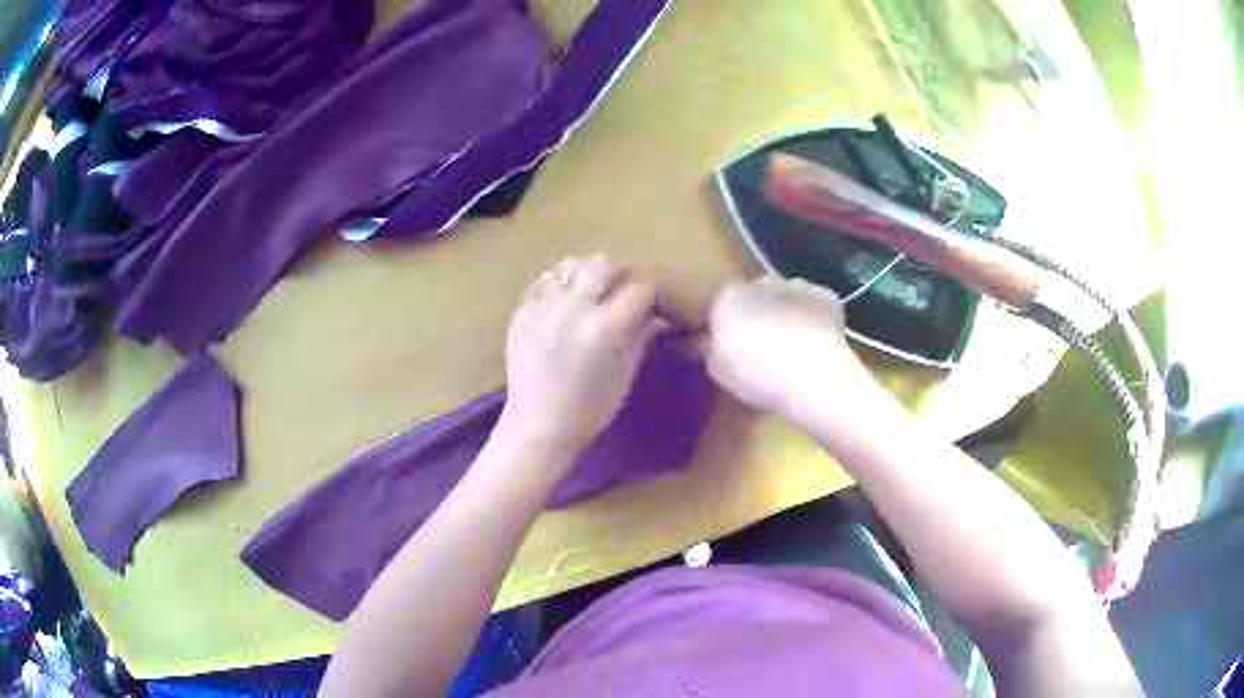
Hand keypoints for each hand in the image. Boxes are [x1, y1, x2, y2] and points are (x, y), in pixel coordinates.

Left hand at [498, 255, 666, 466]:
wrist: (537, 428)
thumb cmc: (589, 411)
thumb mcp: (624, 376)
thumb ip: (641, 337)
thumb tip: (659, 315)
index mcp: (603, 329)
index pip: (639, 289)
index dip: (651, 295)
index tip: (653, 305)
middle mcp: (572, 309)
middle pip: (604, 265)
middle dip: (620, 276)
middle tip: (622, 293)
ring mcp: (542, 308)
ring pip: (571, 266)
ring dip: (587, 274)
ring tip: (591, 292)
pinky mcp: (521, 312)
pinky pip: (543, 281)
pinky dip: (559, 285)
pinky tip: (564, 301)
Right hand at [704, 277, 875, 421]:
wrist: (812, 374)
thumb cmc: (757, 374)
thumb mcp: (717, 370)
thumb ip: (707, 350)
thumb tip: (703, 341)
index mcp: (728, 297)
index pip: (721, 305)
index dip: (727, 326)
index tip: (732, 347)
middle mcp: (762, 283)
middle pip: (756, 296)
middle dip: (758, 314)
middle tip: (763, 348)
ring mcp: (797, 286)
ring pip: (787, 297)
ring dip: (786, 314)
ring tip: (793, 348)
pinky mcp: (827, 297)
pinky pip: (815, 304)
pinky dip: (814, 317)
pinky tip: (816, 342)